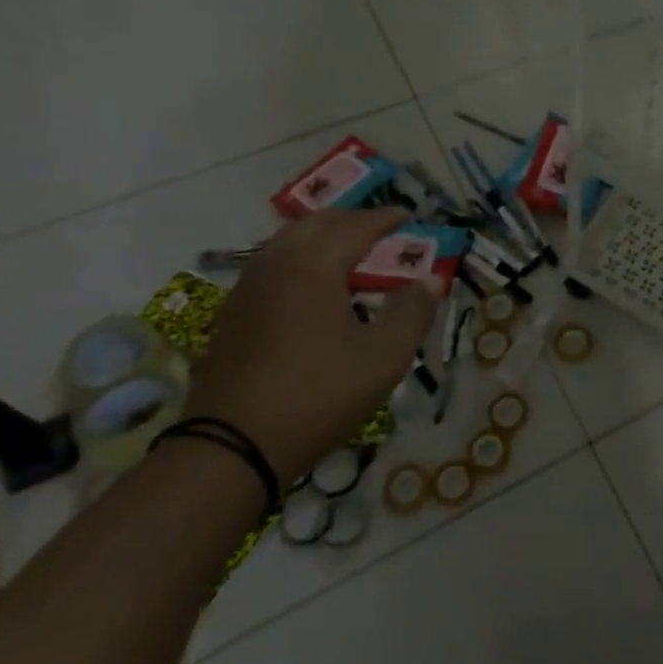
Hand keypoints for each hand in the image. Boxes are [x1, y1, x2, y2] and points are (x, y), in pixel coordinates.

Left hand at [186, 209, 439, 481]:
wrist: (230, 449)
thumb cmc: (318, 395)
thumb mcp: (383, 357)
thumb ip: (413, 313)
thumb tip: (432, 280)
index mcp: (313, 266)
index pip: (355, 227)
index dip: (384, 219)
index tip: (407, 215)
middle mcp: (276, 266)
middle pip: (314, 224)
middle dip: (349, 219)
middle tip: (378, 228)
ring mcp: (246, 291)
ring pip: (286, 243)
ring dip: (320, 237)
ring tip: (346, 251)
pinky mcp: (231, 317)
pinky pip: (270, 268)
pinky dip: (298, 261)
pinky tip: (310, 288)